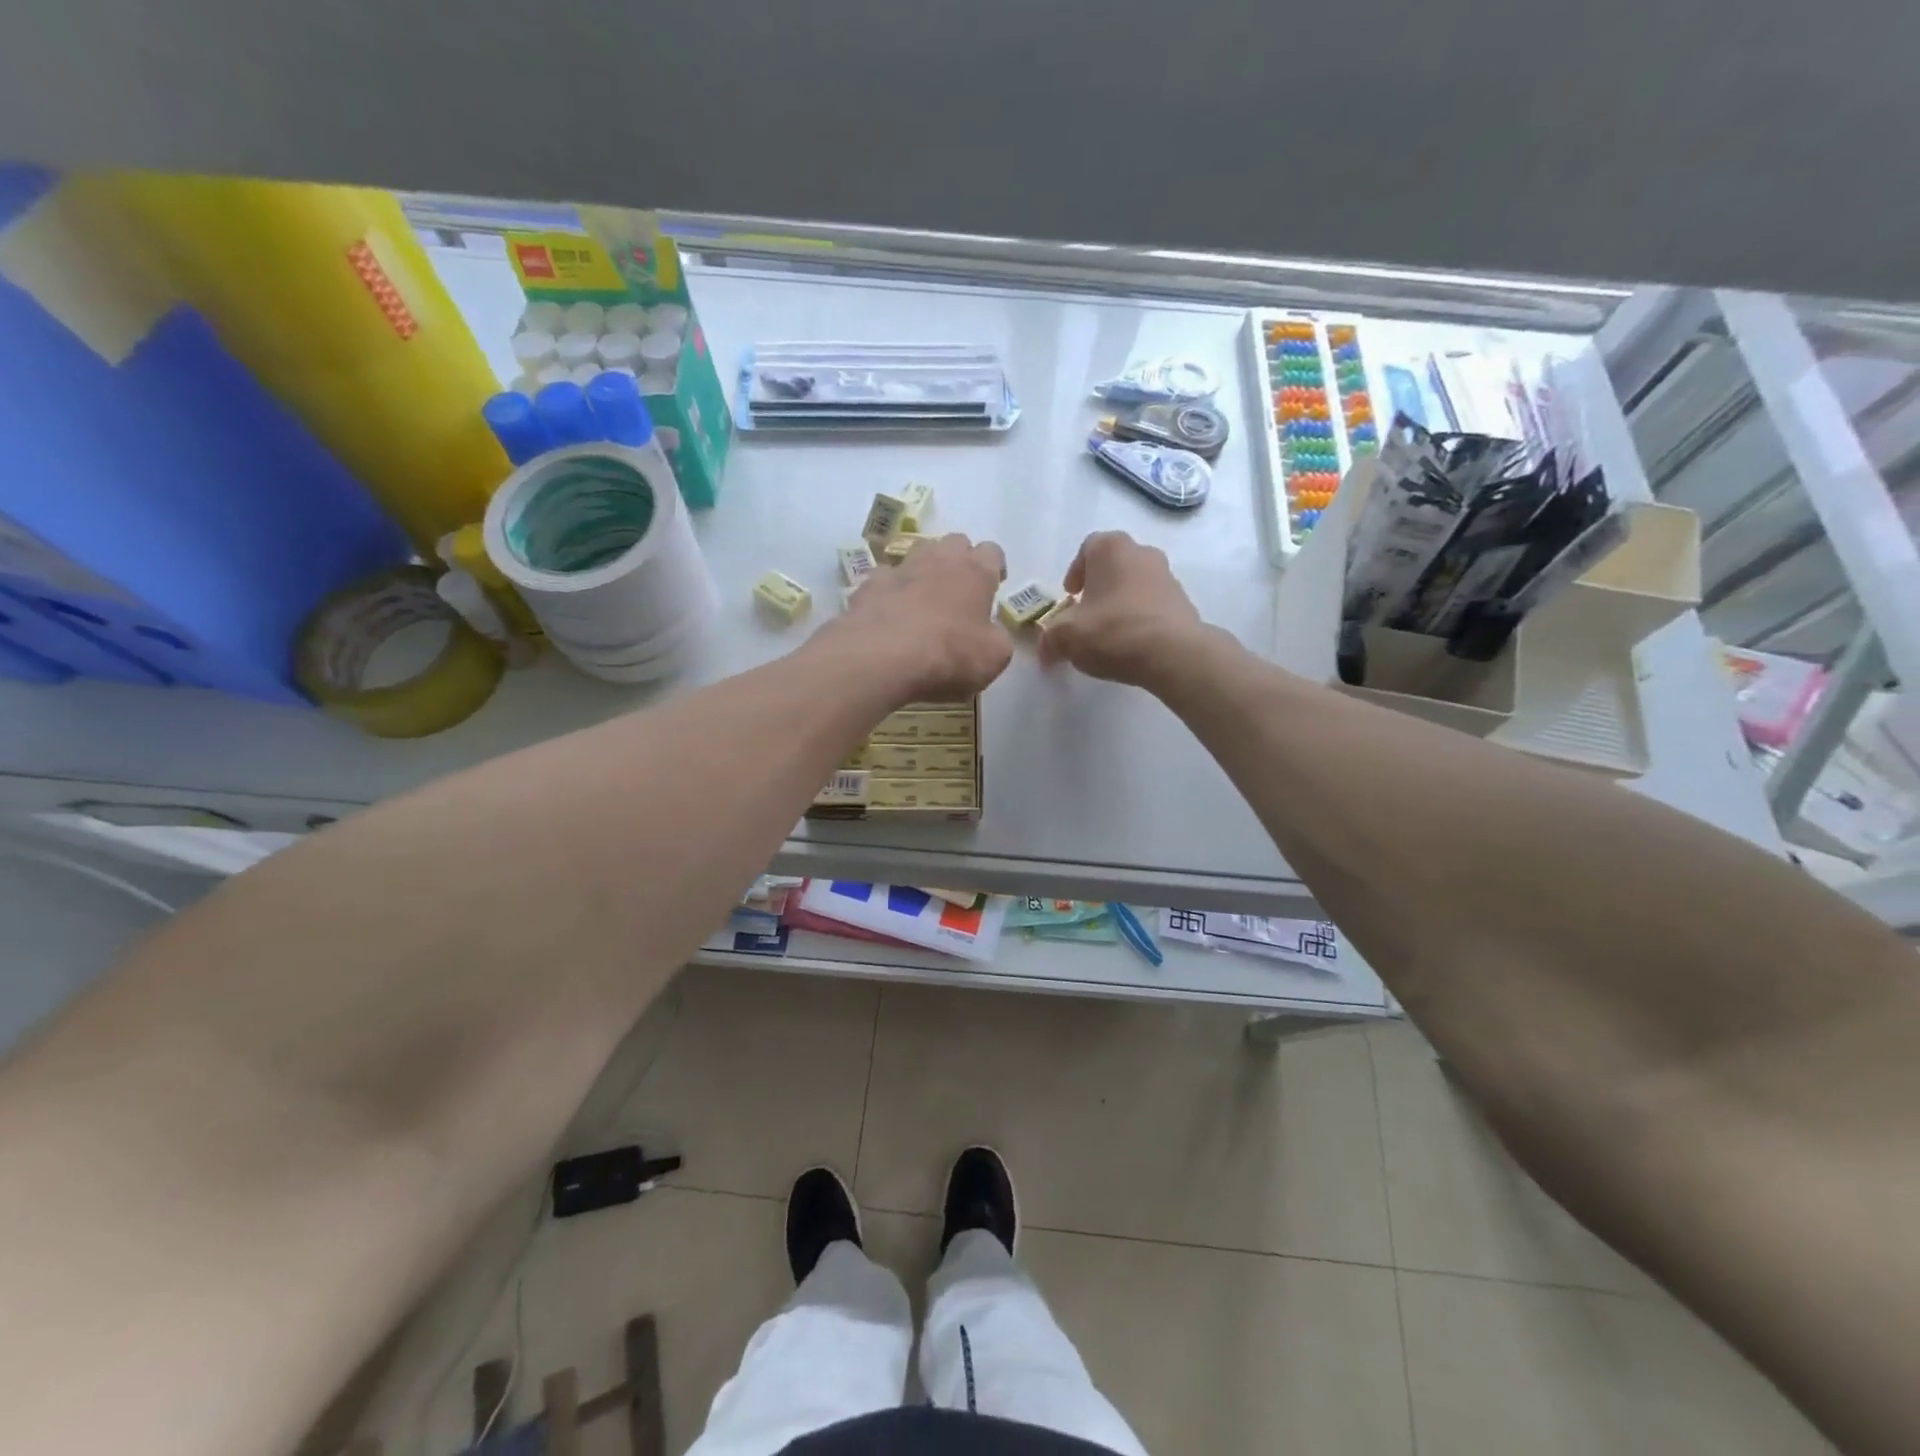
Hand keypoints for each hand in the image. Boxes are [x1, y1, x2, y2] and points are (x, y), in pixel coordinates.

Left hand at [832, 533, 1012, 701]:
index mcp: (975, 572)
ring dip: (925, 569)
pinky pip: (884, 579)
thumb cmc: (949, 654)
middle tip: (959, 590)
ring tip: (924, 598)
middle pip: (955, 543)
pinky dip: (890, 590)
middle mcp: (939, 559)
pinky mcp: (869, 584)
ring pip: (918, 553)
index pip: (992, 552)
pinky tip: (889, 613)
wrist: (881, 657)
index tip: (993, 586)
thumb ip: (997, 637)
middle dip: (960, 560)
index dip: (994, 567)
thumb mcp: (994, 657)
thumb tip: (990, 632)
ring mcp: (900, 568)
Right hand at [1038, 531, 1210, 689]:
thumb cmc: (1112, 631)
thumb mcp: (1066, 638)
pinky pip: (1153, 606)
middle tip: (1086, 614)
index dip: (1075, 572)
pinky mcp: (1184, 603)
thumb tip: (1045, 649)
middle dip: (1099, 587)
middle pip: (1114, 565)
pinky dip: (1140, 618)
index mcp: (1111, 549)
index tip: (1070, 596)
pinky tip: (1132, 644)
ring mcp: (1168, 577)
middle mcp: (1143, 553)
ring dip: (1121, 603)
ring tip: (1109, 633)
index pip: (1088, 548)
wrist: (1173, 654)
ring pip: (1136, 585)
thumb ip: (1049, 639)